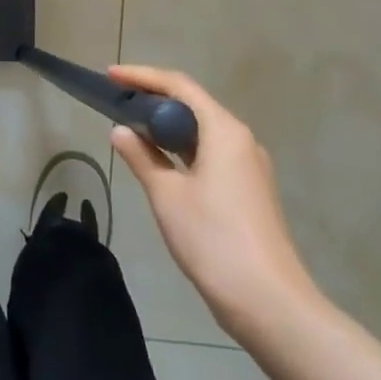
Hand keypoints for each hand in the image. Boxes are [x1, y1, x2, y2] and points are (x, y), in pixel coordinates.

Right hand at [109, 65, 320, 339]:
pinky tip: (162, 162)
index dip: (142, 76)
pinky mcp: (250, 191)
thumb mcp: (167, 196)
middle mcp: (241, 139)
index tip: (110, 75)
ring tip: (133, 127)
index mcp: (224, 130)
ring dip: (168, 126)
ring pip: (203, 131)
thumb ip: (141, 157)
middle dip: (154, 98)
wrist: (270, 303)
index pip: (179, 86)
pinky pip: (211, 153)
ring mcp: (249, 166)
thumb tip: (120, 131)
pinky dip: (183, 149)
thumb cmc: (214, 239)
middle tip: (118, 100)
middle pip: (193, 104)